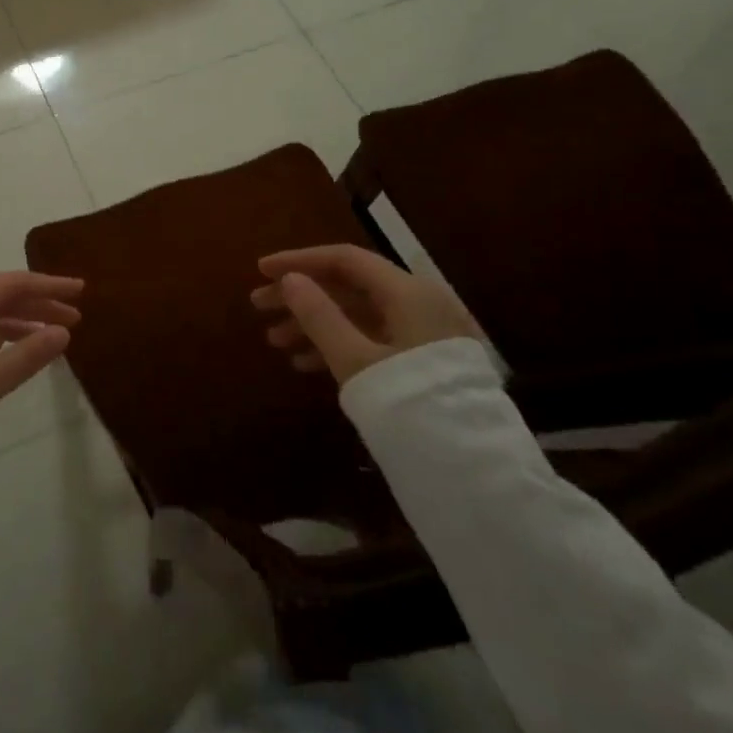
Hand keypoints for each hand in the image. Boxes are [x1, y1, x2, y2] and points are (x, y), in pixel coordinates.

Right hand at [251, 244, 482, 384]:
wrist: (474, 472)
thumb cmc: (409, 406)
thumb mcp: (355, 360)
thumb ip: (320, 316)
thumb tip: (289, 280)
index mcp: (408, 293)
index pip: (345, 260)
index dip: (299, 261)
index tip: (261, 271)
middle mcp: (419, 304)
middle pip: (349, 286)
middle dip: (302, 295)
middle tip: (259, 306)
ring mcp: (424, 334)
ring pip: (358, 315)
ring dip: (315, 323)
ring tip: (275, 341)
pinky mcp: (424, 362)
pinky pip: (372, 338)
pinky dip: (338, 344)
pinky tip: (305, 363)